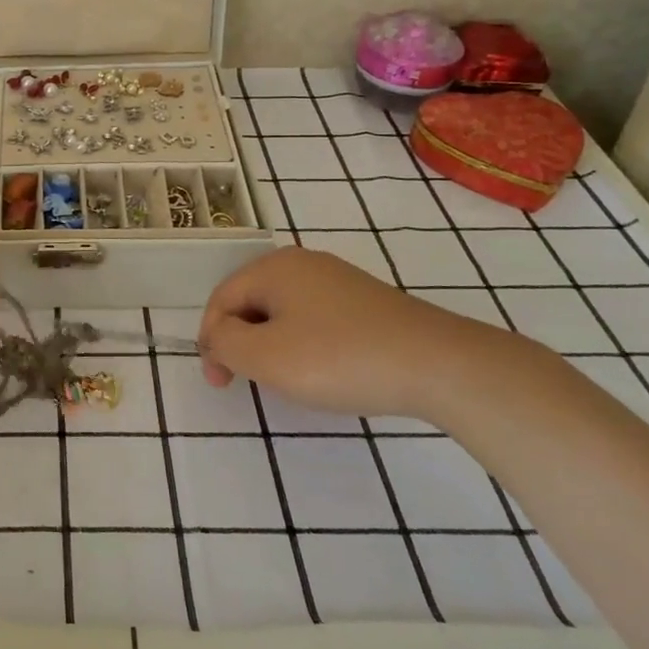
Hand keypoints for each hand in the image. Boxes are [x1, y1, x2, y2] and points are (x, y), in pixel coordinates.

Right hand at [198, 246, 522, 418]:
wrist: (437, 364)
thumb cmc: (338, 358)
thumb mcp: (264, 356)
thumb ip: (225, 342)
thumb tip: (219, 334)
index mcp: (273, 267)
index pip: (221, 299)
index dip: (211, 341)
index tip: (220, 384)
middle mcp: (302, 263)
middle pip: (251, 302)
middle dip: (240, 342)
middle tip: (247, 382)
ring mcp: (338, 280)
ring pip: (283, 312)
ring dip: (270, 345)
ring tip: (283, 379)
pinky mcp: (365, 302)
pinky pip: (314, 318)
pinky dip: (303, 344)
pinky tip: (321, 370)